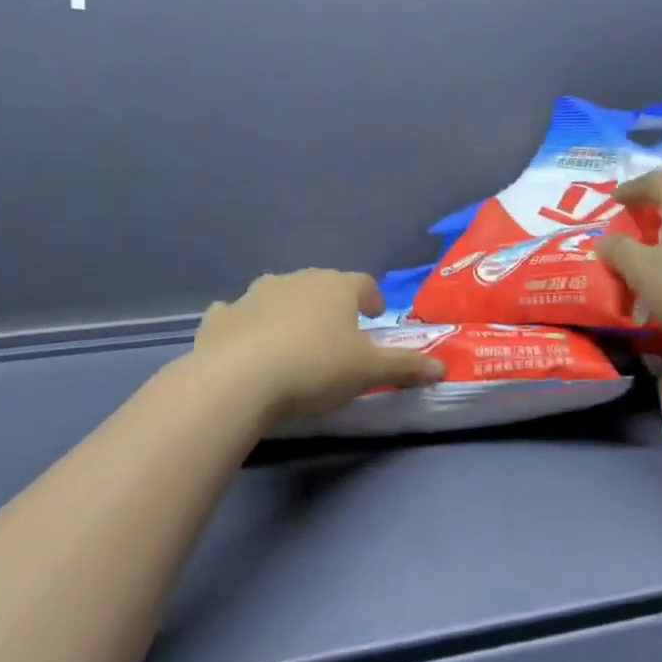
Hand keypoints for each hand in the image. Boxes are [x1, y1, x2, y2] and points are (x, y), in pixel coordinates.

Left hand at [192, 269, 444, 425]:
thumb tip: (442, 368)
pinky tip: (245, 347)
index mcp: (335, 286)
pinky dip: (245, 325)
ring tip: (292, 343)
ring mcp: (252, 295)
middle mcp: (295, 280)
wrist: (237, 382)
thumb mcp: (369, 372)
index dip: (371, 298)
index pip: (362, 283)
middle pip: (320, 285)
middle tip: (336, 336)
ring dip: (287, 312)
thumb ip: (405, 366)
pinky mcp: (219, 317)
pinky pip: (237, 315)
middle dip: (330, 305)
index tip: (373, 316)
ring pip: (277, 295)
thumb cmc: (315, 368)